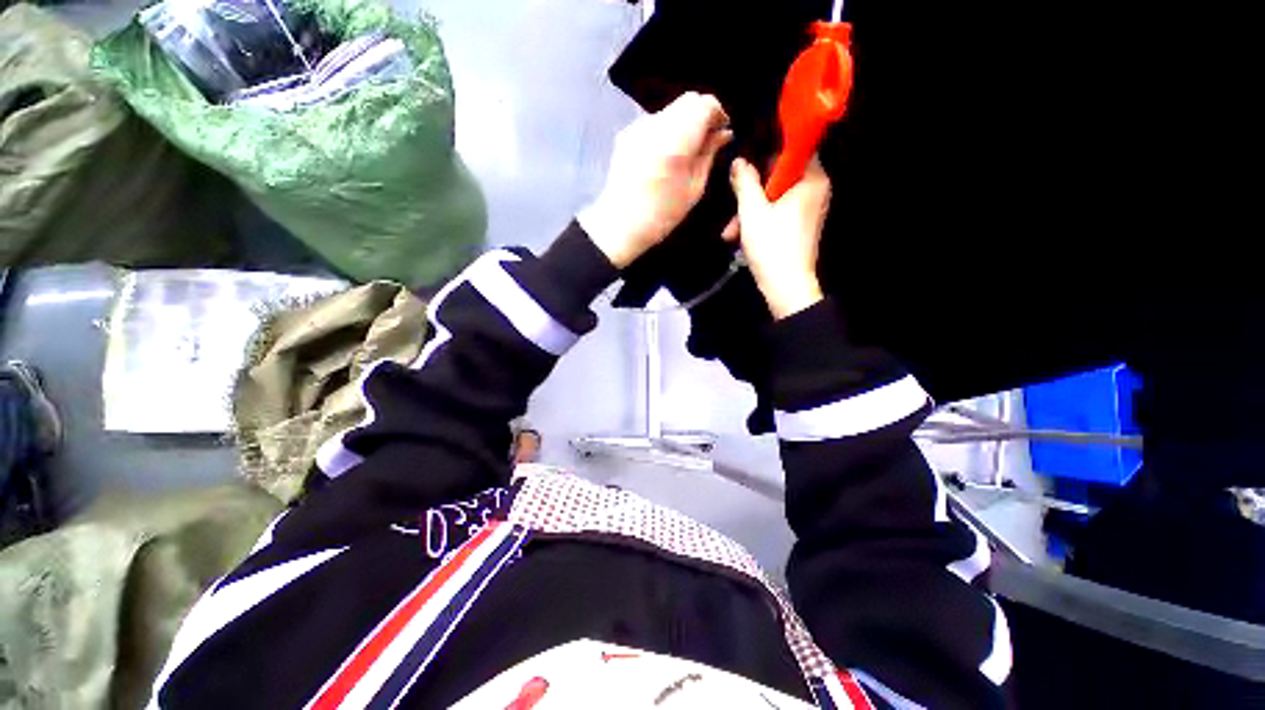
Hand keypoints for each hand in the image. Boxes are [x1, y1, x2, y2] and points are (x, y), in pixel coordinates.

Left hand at [579, 92, 732, 268]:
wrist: (620, 224)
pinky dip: (667, 131)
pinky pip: (655, 122)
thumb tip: (723, 133)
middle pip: (687, 101)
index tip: (722, 130)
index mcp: (675, 141)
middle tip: (707, 140)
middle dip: (702, 115)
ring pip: (671, 110)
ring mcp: (637, 127)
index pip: (704, 103)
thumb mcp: (693, 189)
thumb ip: (709, 155)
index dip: (718, 113)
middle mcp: (655, 125)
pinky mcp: (626, 133)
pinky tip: (665, 156)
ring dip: (684, 123)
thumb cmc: (661, 215)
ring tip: (686, 151)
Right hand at [724, 155, 830, 319]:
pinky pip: (778, 213)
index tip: (746, 164)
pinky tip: (739, 237)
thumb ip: (744, 182)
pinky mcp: (800, 226)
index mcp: (811, 179)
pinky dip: (759, 222)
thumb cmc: (772, 246)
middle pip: (779, 176)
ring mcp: (808, 209)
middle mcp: (815, 190)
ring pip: (774, 198)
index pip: (793, 148)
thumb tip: (738, 161)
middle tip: (732, 206)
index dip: (767, 152)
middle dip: (751, 193)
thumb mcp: (751, 211)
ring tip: (731, 232)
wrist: (786, 288)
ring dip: (750, 212)